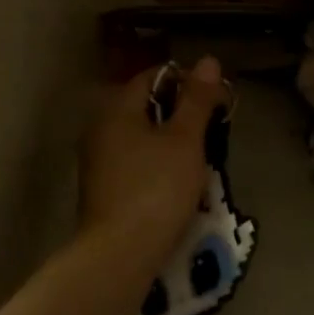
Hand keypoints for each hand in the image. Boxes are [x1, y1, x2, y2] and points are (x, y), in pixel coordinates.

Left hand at [81, 57, 225, 246]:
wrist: (119, 254)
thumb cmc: (156, 189)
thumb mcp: (185, 141)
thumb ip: (196, 99)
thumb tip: (207, 60)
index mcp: (116, 108)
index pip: (153, 76)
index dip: (187, 82)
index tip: (216, 102)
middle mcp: (100, 127)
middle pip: (146, 106)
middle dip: (181, 115)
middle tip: (212, 132)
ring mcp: (97, 160)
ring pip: (141, 136)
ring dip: (170, 142)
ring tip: (200, 160)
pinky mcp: (102, 188)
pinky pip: (134, 162)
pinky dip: (156, 164)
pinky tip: (176, 184)